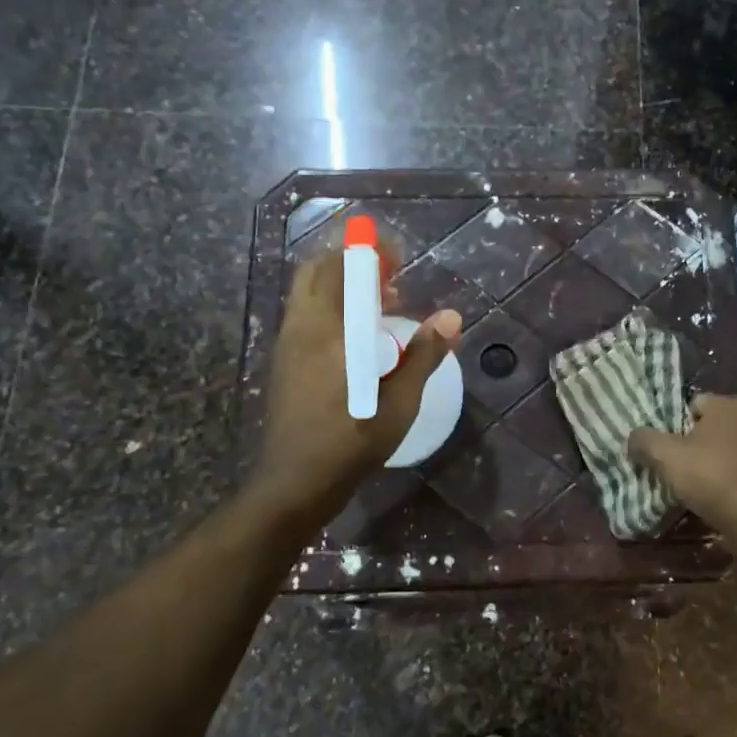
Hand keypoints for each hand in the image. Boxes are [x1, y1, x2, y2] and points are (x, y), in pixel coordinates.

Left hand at [253, 251, 462, 523]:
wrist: (293, 483)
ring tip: (381, 306)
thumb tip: (452, 317)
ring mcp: (288, 344)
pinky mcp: (284, 360)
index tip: (397, 257)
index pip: (343, 269)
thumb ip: (424, 355)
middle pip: (317, 270)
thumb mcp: (399, 404)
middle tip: (388, 278)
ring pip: (308, 291)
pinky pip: (306, 313)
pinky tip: (358, 337)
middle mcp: (304, 328)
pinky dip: (330, 306)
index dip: (369, 252)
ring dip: (341, 284)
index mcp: (332, 334)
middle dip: (352, 262)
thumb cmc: (351, 445)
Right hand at [628, 394, 736, 524]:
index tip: (664, 446)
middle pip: (714, 426)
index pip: (693, 403)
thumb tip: (633, 437)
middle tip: (677, 465)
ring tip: (697, 486)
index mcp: (726, 405)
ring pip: (732, 449)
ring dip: (717, 462)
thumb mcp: (665, 456)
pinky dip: (733, 480)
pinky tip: (720, 499)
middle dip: (697, 442)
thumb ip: (644, 440)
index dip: (675, 423)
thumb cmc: (710, 476)